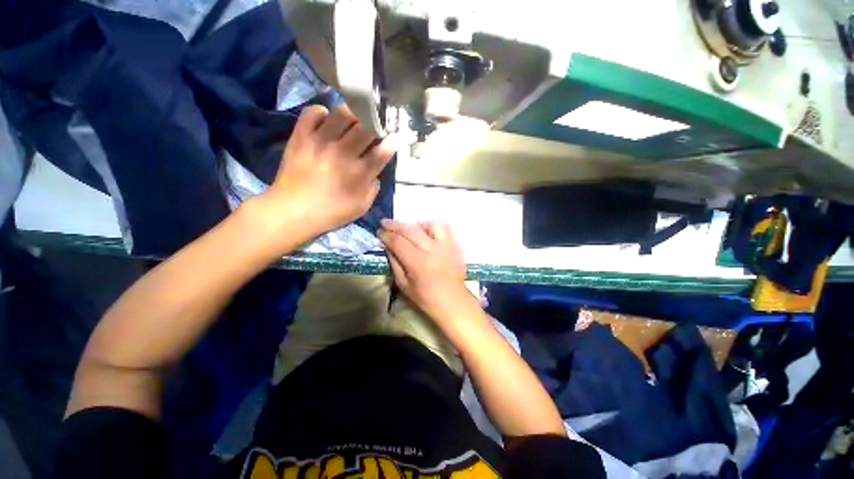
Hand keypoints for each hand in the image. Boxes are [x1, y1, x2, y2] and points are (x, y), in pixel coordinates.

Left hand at [255, 104, 395, 243]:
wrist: (292, 211)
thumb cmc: (331, 212)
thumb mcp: (361, 207)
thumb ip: (373, 189)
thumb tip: (375, 172)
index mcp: (360, 173)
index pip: (383, 151)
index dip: (393, 141)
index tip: (395, 138)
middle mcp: (343, 153)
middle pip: (366, 127)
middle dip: (375, 125)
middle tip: (374, 128)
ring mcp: (320, 142)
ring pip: (342, 113)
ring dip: (353, 115)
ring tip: (353, 121)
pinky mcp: (301, 137)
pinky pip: (312, 112)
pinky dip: (322, 112)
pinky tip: (327, 121)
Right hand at [379, 219, 477, 323]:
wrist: (453, 301)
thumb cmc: (426, 298)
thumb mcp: (404, 285)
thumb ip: (395, 264)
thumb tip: (388, 246)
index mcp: (418, 263)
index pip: (398, 242)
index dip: (386, 235)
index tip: (379, 232)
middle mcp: (433, 250)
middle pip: (411, 230)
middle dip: (395, 225)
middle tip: (385, 223)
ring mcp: (446, 246)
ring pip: (429, 224)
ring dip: (416, 225)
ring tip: (409, 230)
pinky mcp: (455, 245)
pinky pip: (444, 228)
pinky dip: (432, 227)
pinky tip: (426, 233)